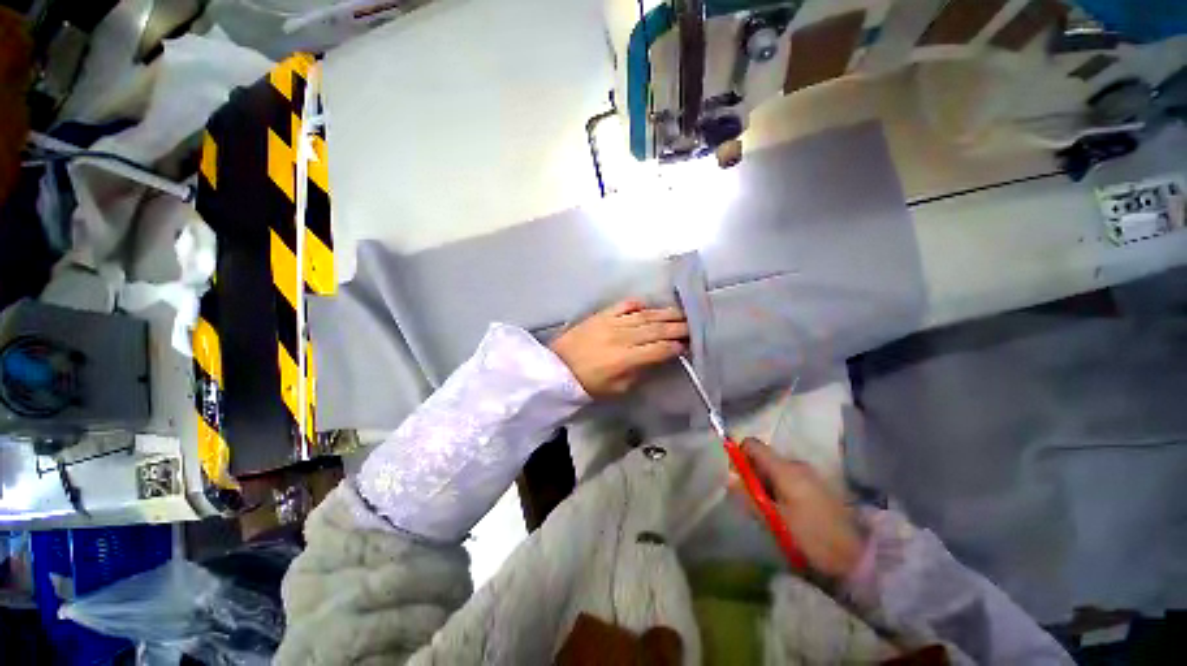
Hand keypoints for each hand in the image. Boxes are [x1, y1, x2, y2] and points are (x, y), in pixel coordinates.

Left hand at [549, 299, 687, 396]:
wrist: (557, 368)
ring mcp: (611, 323)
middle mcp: (622, 337)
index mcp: (626, 359)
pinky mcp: (600, 315)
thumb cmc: (588, 384)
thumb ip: (639, 373)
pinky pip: (622, 305)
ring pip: (643, 316)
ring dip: (664, 313)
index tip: (688, 345)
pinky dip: (636, 304)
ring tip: (680, 312)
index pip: (659, 349)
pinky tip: (647, 305)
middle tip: (692, 325)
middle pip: (655, 329)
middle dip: (677, 327)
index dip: (675, 347)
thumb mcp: (616, 389)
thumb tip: (656, 359)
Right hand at [729, 438, 865, 578]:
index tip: (737, 478)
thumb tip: (728, 479)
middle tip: (754, 503)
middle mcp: (797, 464)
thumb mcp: (775, 521)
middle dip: (752, 475)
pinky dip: (779, 490)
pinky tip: (786, 514)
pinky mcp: (818, 486)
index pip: (752, 445)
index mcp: (785, 468)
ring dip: (766, 485)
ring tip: (770, 512)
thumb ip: (750, 498)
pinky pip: (788, 479)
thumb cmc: (813, 538)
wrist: (859, 558)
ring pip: (775, 470)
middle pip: (763, 458)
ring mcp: (809, 474)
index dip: (739, 456)